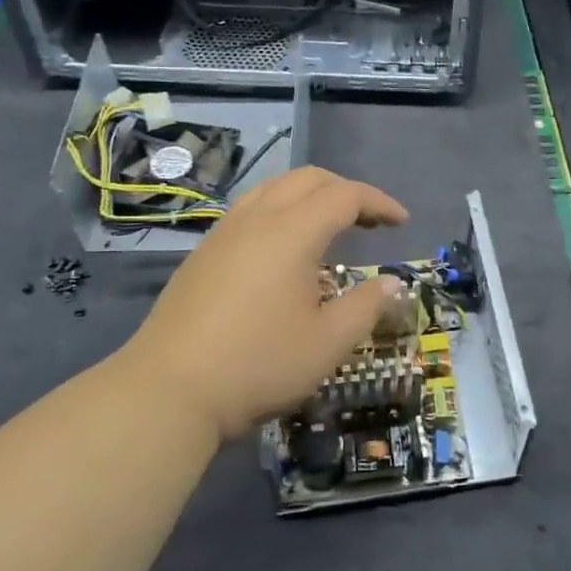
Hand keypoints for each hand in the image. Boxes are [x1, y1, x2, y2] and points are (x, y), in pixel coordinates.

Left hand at [119, 166, 409, 442]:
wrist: (168, 390)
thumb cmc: (258, 364)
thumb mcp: (328, 342)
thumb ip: (366, 306)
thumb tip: (392, 283)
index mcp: (292, 231)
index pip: (345, 196)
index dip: (379, 203)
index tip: (402, 222)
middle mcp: (257, 218)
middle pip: (308, 179)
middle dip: (345, 190)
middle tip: (370, 220)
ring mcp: (224, 233)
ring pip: (273, 189)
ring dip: (309, 196)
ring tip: (329, 226)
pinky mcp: (203, 253)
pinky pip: (250, 210)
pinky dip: (280, 211)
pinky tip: (283, 249)